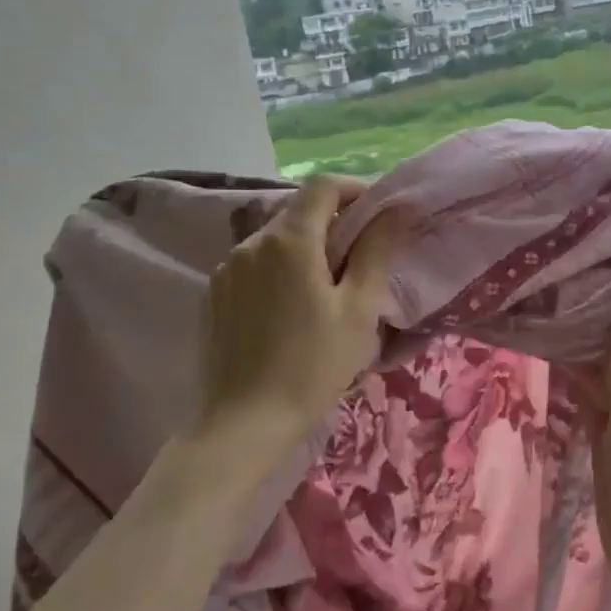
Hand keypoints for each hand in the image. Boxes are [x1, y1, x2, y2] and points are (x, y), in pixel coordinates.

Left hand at [189, 176, 405, 461]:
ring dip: (307, 249)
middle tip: (362, 261)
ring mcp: (226, 269)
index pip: (323, 186)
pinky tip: (292, 311)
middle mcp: (250, 243)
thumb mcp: (359, 309)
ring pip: (276, 240)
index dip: (355, 190)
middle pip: (298, 212)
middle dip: (334, 223)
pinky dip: (280, 271)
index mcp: (289, 240)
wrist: (244, 423)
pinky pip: (254, 266)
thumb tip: (397, 209)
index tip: (380, 216)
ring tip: (328, 291)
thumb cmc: (313, 365)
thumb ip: (377, 251)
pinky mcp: (213, 296)